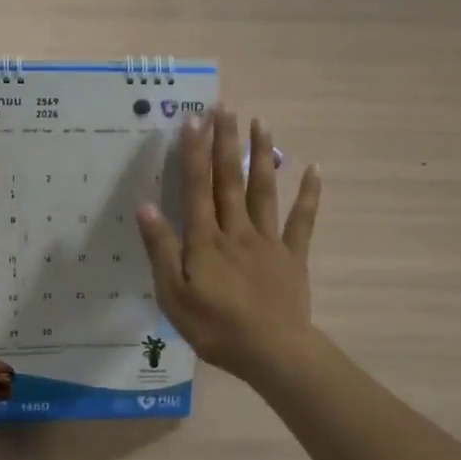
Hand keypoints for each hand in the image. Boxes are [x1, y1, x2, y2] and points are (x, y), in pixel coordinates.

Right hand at [136, 109, 320, 380]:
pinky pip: (301, 220)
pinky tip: (314, 169)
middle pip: (230, 180)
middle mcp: (237, 230)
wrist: (273, 353)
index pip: (196, 188)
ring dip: (262, 155)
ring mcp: (268, 240)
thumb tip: (146, 206)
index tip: (194, 119)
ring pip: (264, 190)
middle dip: (226, 142)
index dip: (194, 153)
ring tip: (261, 122)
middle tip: (225, 106)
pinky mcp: (293, 255)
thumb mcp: (174, 296)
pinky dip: (308, 195)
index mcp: (206, 240)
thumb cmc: (216, 328)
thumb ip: (162, 250)